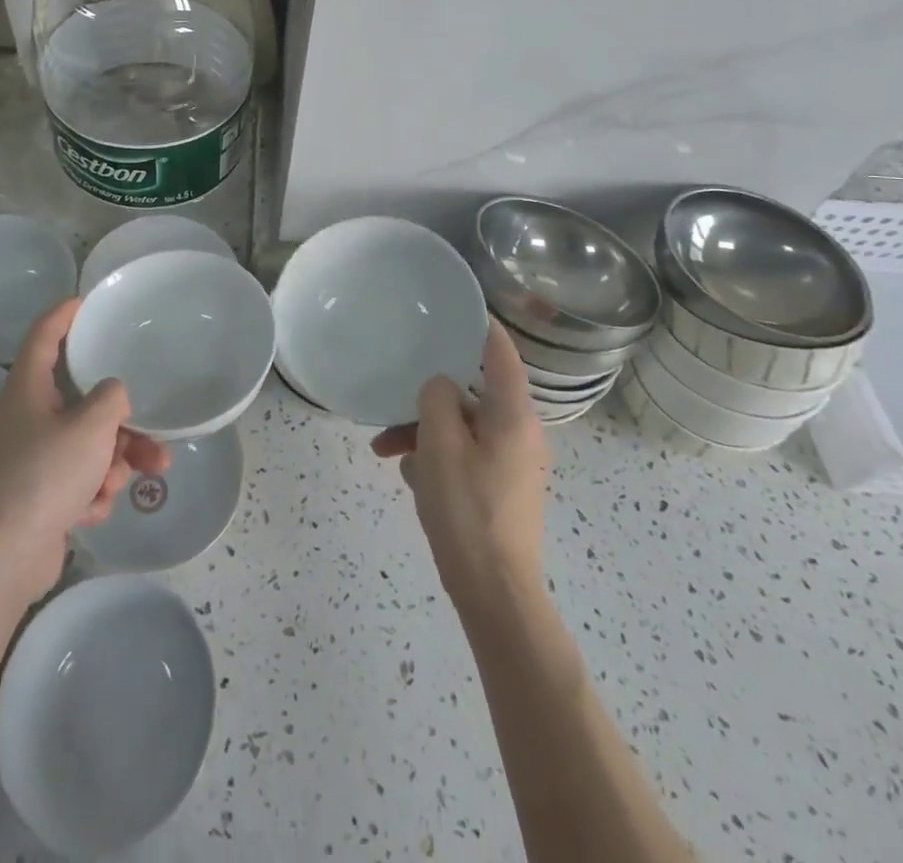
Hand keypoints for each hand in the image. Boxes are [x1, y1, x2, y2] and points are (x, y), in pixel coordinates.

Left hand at [0, 299, 168, 601]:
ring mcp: (32, 457)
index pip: (43, 336)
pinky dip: (92, 491)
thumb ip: (112, 398)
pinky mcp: (40, 493)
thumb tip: (113, 396)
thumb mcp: (91, 426)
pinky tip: (91, 510)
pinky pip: (79, 477)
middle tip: (150, 434)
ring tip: (123, 483)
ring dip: (113, 462)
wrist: (5, 557)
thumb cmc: (45, 475)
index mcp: (28, 389)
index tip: (84, 301)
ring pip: (88, 444)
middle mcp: (27, 417)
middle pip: (82, 402)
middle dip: (120, 423)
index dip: (62, 315)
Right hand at [371, 318, 548, 614]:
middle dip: (429, 397)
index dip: (479, 325)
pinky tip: (410, 476)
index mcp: (512, 416)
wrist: (494, 593)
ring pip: (461, 427)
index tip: (453, 308)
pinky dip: (436, 457)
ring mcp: (510, 463)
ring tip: (384, 450)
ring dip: (423, 431)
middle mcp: (518, 433)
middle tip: (394, 398)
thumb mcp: (441, 445)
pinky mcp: (498, 488)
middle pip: (471, 394)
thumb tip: (440, 387)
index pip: (500, 353)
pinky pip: (463, 455)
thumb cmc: (467, 511)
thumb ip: (437, 400)